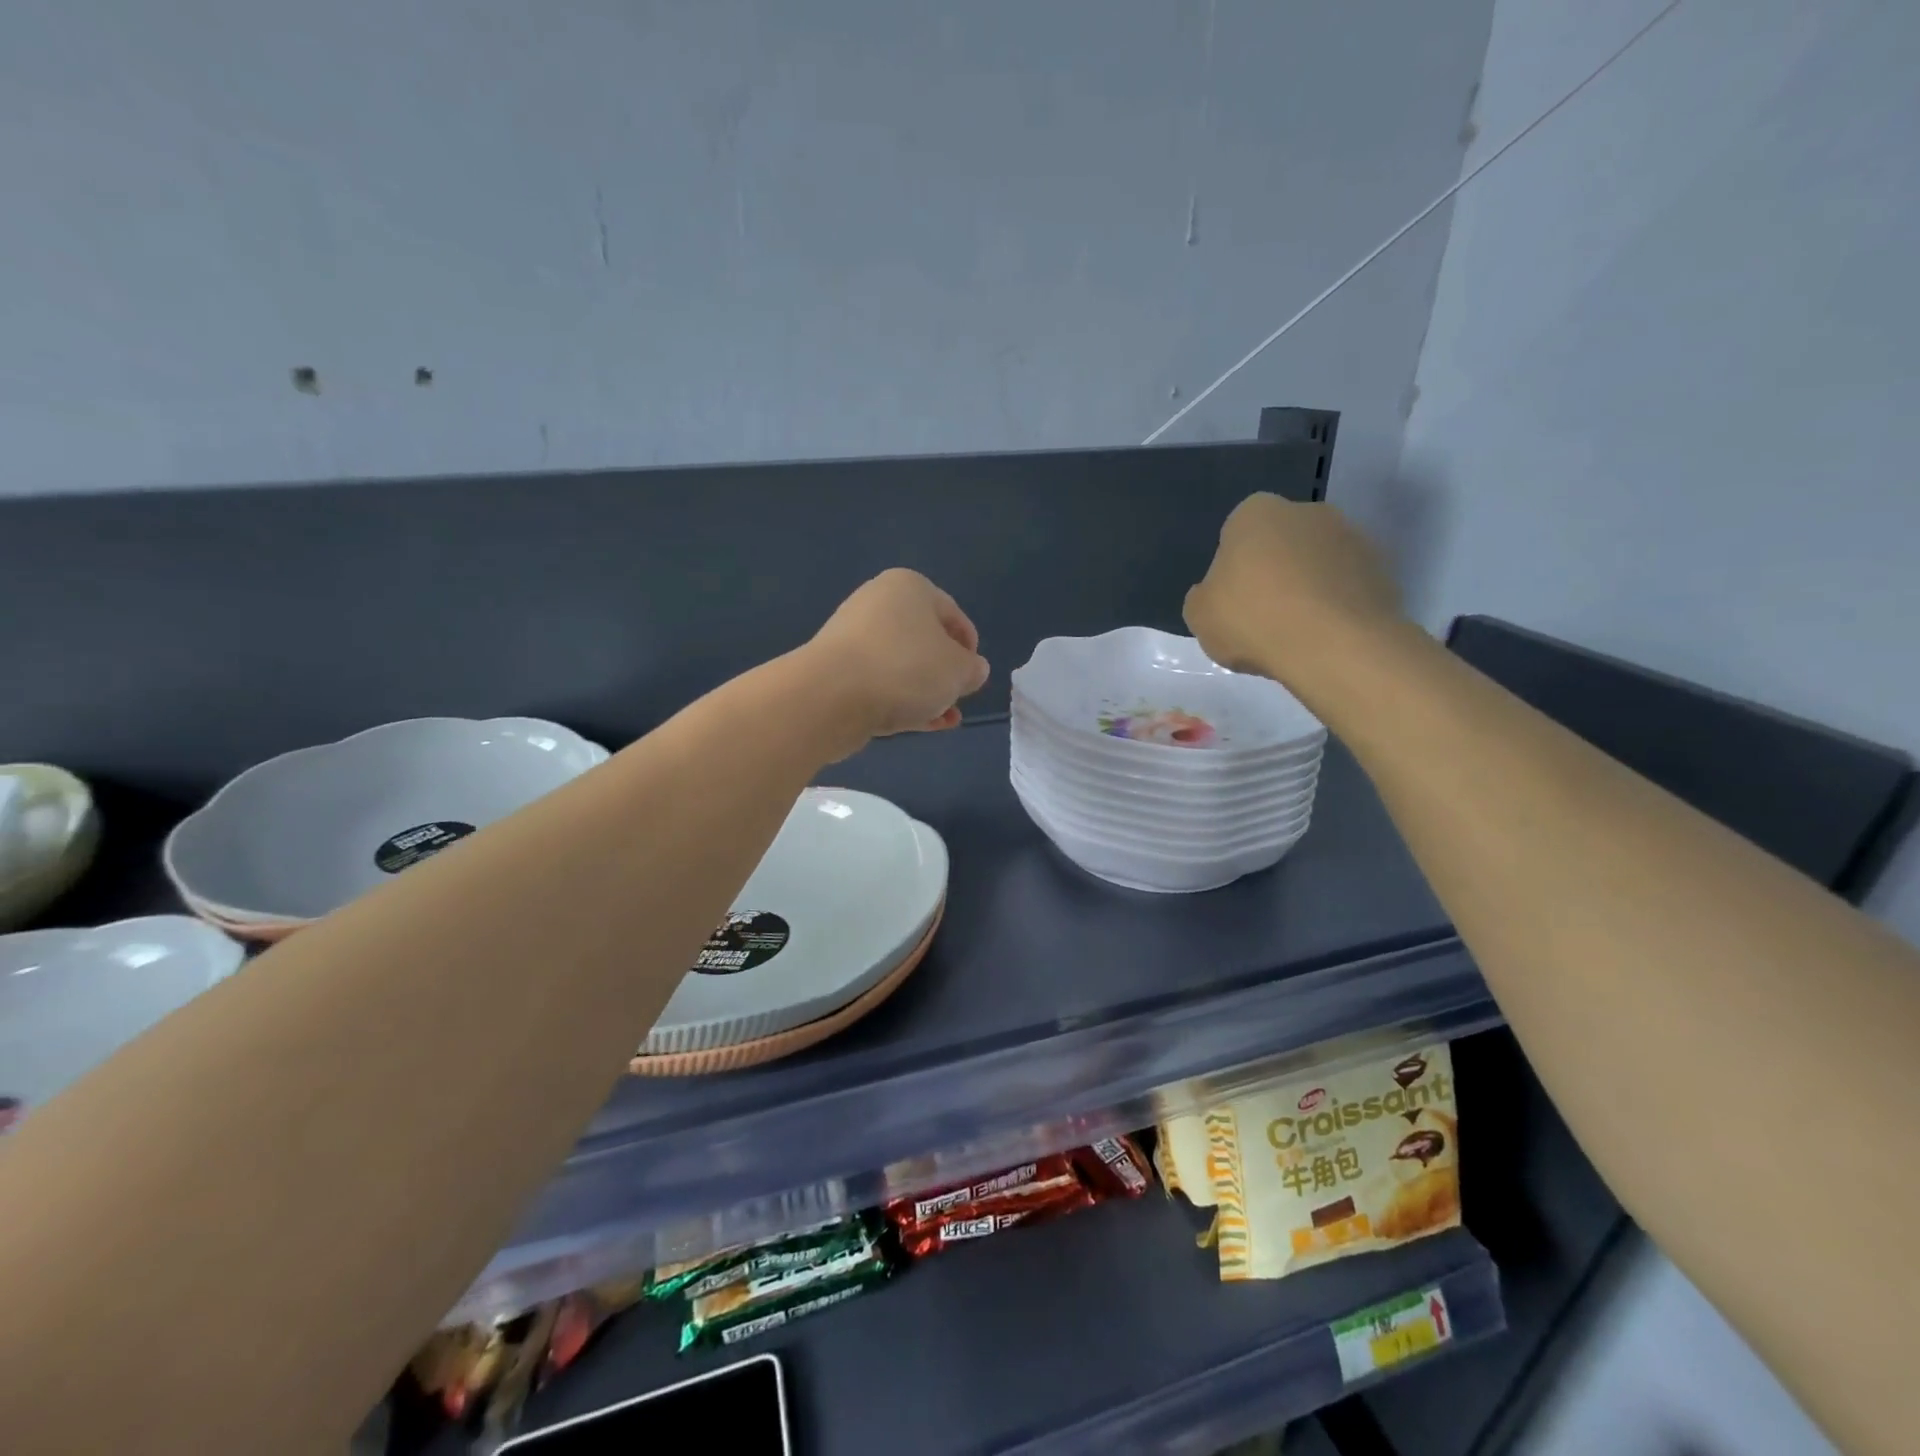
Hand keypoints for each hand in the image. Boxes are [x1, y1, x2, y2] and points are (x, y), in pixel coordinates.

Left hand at [804, 569, 990, 745]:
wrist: (831, 696)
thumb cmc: (906, 669)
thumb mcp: (959, 670)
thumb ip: (973, 669)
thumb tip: (972, 669)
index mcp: (910, 587)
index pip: (952, 615)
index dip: (969, 647)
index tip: (974, 676)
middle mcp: (878, 603)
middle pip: (924, 640)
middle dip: (944, 672)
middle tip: (957, 697)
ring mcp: (852, 637)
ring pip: (901, 665)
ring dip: (925, 692)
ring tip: (944, 719)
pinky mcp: (836, 670)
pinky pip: (879, 683)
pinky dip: (900, 701)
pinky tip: (919, 724)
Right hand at [1183, 495, 1404, 686]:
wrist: (1334, 645)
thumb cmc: (1253, 619)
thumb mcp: (1199, 615)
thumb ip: (1205, 597)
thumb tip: (1216, 593)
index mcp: (1256, 513)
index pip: (1236, 534)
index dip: (1232, 569)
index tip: (1232, 601)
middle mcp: (1307, 512)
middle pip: (1282, 543)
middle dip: (1274, 572)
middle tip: (1262, 616)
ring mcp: (1352, 537)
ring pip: (1317, 563)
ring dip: (1308, 588)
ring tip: (1297, 633)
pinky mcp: (1383, 569)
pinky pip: (1347, 587)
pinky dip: (1336, 606)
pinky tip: (1325, 638)